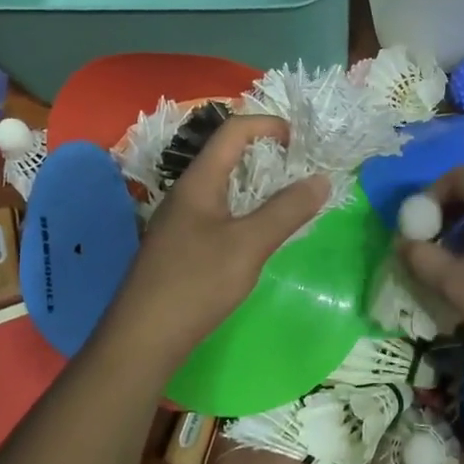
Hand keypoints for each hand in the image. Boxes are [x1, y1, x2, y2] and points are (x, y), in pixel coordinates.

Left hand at [100, 114, 328, 370]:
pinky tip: (258, 233)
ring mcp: (179, 220)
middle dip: (265, 153)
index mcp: (199, 182)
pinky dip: (243, 209)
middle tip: (299, 168)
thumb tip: (321, 179)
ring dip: (255, 183)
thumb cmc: (195, 284)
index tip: (300, 141)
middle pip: (226, 154)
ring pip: (222, 185)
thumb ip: (286, 210)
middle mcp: (186, 193)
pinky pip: (217, 211)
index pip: (233, 131)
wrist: (142, 339)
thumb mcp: (249, 245)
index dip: (267, 124)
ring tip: (287, 197)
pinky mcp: (179, 246)